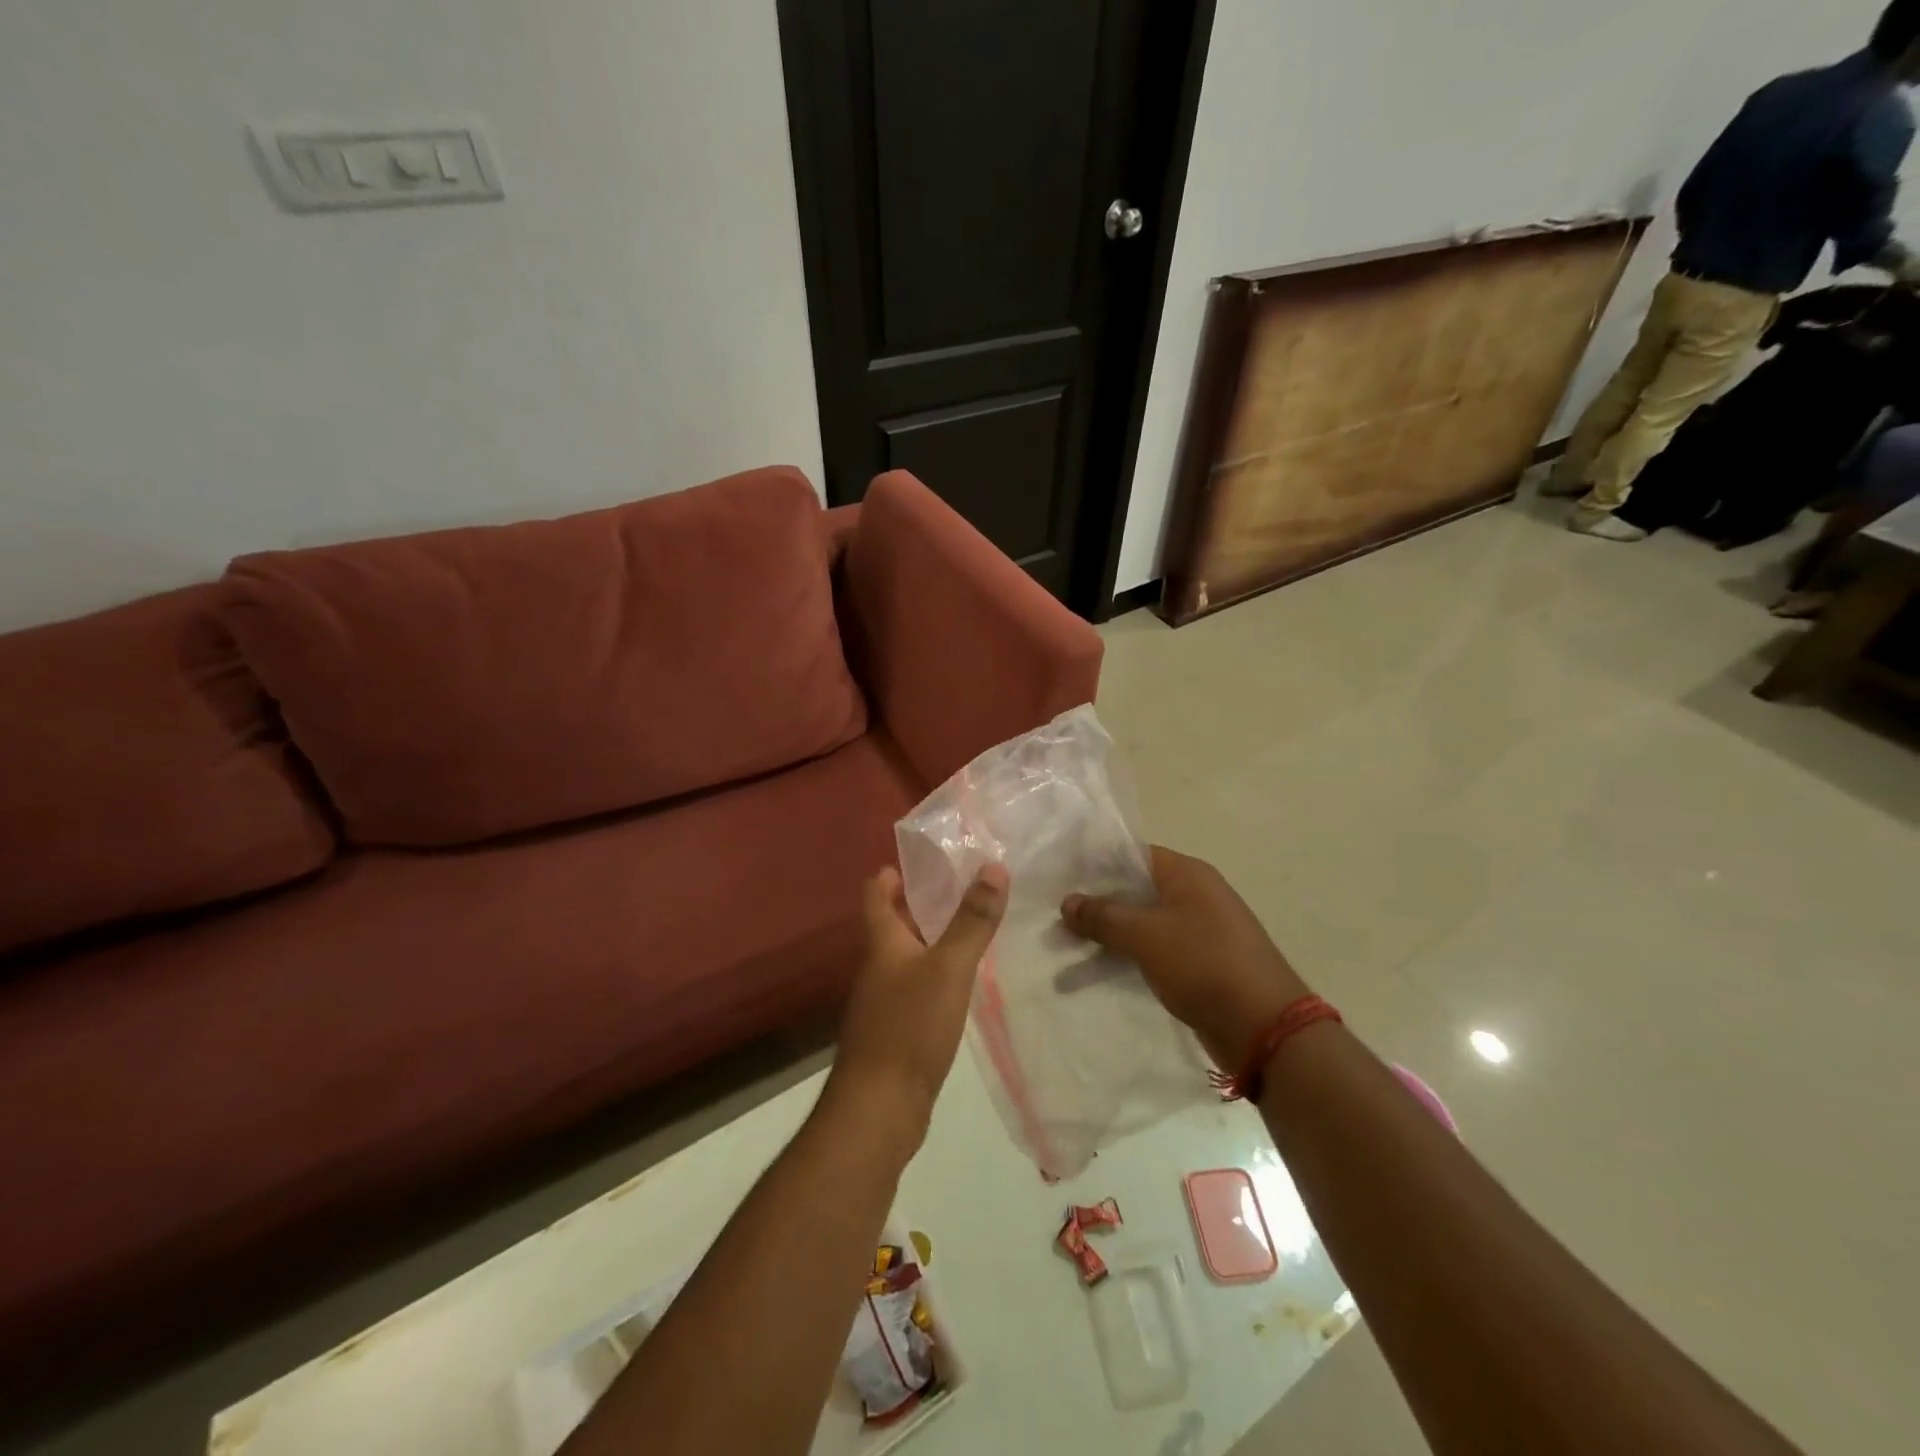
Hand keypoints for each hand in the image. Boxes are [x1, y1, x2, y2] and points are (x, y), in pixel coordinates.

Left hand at [826, 865, 1007, 1150]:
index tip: (920, 859)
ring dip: (931, 941)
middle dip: (920, 905)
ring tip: (970, 930)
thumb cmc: (909, 1028)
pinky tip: (962, 984)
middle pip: (892, 926)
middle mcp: (877, 969)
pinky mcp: (896, 1033)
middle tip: (961, 888)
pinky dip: (936, 976)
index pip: (876, 895)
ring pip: (907, 958)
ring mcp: (884, 1003)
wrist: (879, 1109)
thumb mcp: (949, 968)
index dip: (891, 874)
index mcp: (882, 945)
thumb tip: (993, 866)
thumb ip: (972, 921)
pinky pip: (917, 990)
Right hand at [1061, 847, 1308, 1072]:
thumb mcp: (1145, 935)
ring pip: (1142, 923)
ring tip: (1065, 948)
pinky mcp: (1199, 963)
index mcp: (1188, 874)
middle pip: (1135, 889)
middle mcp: (1195, 895)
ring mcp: (1199, 930)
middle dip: (1096, 903)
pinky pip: (1154, 950)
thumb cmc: (1203, 964)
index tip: (1060, 876)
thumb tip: (1068, 902)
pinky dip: (1127, 956)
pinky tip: (1095, 971)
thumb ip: (1103, 916)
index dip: (1096, 863)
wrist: (1264, 1027)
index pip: (1134, 854)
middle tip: (1055, 915)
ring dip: (1108, 934)